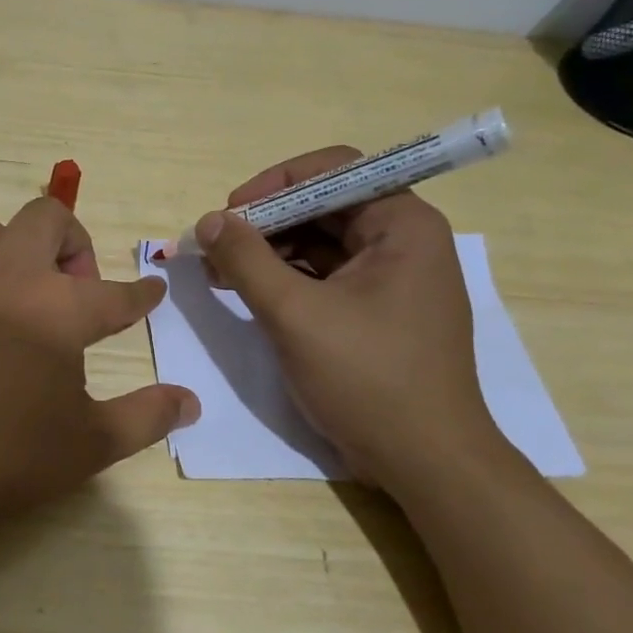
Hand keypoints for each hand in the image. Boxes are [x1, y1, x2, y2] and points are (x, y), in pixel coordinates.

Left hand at [0, 197, 198, 551]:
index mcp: (58, 308)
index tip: (153, 290)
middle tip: (79, 289)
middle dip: (74, 241)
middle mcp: (8, 279)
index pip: (115, 293)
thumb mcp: (88, 446)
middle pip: (46, 218)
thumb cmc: (2, 457)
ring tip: (25, 291)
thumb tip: (190, 402)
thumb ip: (145, 417)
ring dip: (14, 247)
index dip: (141, 294)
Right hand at [194, 147, 502, 485]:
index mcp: (402, 225)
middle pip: (322, 207)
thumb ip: (247, 260)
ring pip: (317, 243)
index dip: (275, 184)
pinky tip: (244, 292)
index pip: (333, 171)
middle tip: (214, 246)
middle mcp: (401, 241)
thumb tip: (209, 220)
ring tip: (218, 272)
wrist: (424, 462)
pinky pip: (322, 277)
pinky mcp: (373, 311)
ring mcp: (388, 279)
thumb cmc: (368, 378)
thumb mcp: (296, 314)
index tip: (230, 213)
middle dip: (263, 222)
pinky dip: (282, 279)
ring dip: (266, 252)